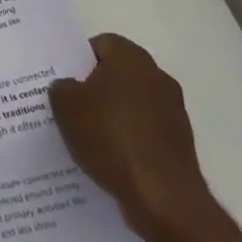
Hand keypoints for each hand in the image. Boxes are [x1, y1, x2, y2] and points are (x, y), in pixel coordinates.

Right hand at [49, 34, 214, 241]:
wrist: (163, 198)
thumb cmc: (110, 138)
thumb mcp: (66, 106)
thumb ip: (61, 87)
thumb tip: (69, 87)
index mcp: (131, 58)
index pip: (100, 44)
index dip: (78, 59)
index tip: (62, 79)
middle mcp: (157, 76)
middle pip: (117, 73)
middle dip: (94, 87)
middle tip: (69, 106)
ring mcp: (173, 110)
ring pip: (131, 103)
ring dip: (112, 114)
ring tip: (86, 136)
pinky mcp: (180, 142)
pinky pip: (144, 130)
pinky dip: (128, 138)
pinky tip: (110, 157)